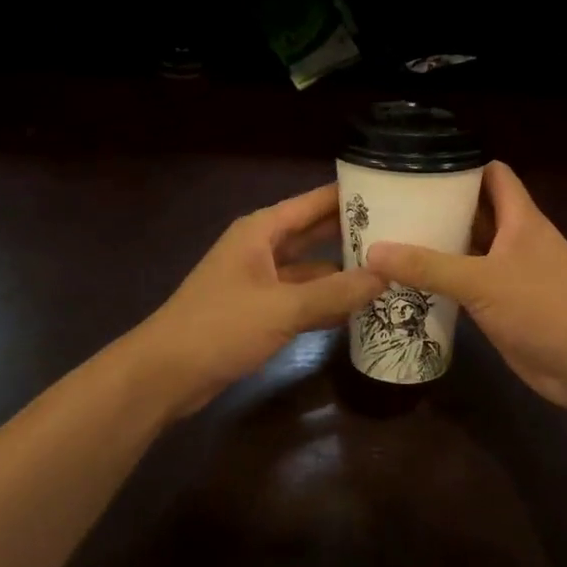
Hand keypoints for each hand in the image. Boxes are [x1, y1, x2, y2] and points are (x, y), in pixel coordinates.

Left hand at [130, 183, 384, 418]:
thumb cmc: (219, 327)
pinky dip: (327, 300)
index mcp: (262, 230)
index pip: (314, 202)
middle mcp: (262, 247)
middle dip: (353, 233)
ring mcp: (261, 280)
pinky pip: (302, 296)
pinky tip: (360, 308)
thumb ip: (335, 292)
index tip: (392, 191)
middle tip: (402, 232)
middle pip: (315, 232)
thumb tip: (387, 275)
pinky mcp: (260, 310)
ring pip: (311, 267)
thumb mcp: (281, 308)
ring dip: (343, 270)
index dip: (350, 195)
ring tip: (391, 270)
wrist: (164, 375)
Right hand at [366, 162, 566, 409]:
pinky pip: (469, 282)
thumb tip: (374, 251)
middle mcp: (516, 239)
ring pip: (471, 248)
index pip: (493, 174)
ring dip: (440, 243)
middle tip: (393, 203)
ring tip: (393, 237)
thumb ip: (428, 266)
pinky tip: (411, 282)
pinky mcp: (505, 304)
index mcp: (520, 218)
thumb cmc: (544, 307)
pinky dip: (446, 279)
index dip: (462, 165)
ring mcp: (511, 273)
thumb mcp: (481, 282)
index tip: (420, 166)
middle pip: (477, 210)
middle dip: (440, 206)